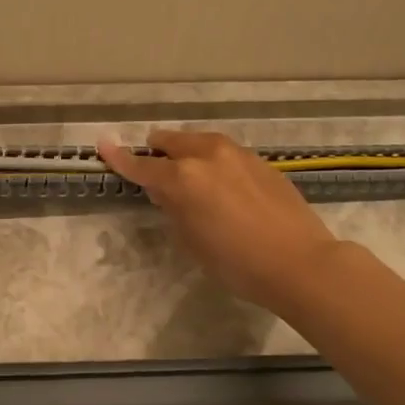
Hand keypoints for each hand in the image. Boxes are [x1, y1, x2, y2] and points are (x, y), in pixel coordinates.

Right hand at [98, 129, 344, 312]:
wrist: (301, 262)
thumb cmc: (237, 263)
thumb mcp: (192, 241)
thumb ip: (173, 208)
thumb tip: (166, 191)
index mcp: (183, 178)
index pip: (142, 165)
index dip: (120, 157)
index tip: (103, 144)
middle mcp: (206, 155)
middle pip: (170, 141)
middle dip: (158, 153)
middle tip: (157, 173)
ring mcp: (235, 153)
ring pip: (199, 141)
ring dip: (187, 153)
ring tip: (193, 179)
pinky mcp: (258, 160)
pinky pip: (224, 152)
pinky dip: (214, 162)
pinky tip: (224, 186)